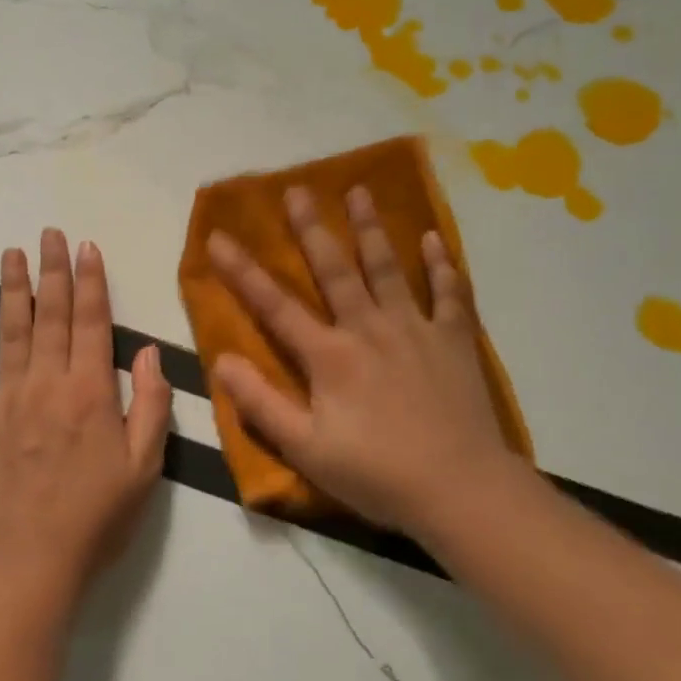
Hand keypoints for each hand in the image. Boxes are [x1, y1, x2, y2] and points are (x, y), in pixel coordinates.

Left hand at [0, 229, 171, 602]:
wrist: (32, 562)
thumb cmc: (97, 516)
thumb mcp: (145, 467)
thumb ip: (152, 406)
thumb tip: (150, 353)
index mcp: (91, 391)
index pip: (92, 322)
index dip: (91, 282)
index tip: (86, 247)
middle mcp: (48, 384)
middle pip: (51, 315)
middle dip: (53, 270)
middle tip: (49, 233)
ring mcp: (7, 400)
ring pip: (10, 333)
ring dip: (12, 290)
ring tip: (11, 253)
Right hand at [206, 185, 523, 534]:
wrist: (461, 491)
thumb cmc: (377, 474)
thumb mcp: (306, 450)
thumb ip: (261, 405)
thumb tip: (221, 361)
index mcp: (330, 356)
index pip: (275, 306)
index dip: (243, 271)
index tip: (219, 236)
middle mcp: (369, 329)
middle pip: (335, 269)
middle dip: (312, 228)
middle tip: (297, 189)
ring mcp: (415, 330)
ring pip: (388, 268)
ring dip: (371, 229)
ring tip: (359, 191)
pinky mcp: (454, 341)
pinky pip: (449, 294)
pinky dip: (441, 265)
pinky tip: (433, 238)